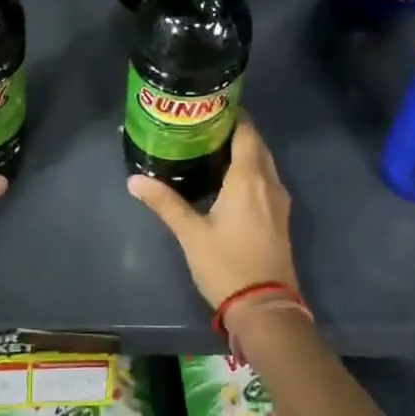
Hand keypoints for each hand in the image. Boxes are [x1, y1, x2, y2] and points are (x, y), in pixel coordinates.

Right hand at [127, 115, 296, 309]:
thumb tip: (134, 180)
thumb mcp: (191, 234)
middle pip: (256, 145)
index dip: (233, 115)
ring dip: (244, 152)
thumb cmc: (227, 264)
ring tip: (212, 148)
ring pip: (264, 164)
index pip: (246, 132)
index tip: (210, 106)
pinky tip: (228, 180)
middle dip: (235, 131)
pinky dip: (251, 171)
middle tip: (204, 126)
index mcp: (249, 178)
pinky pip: (266, 181)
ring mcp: (279, 202)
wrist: (266, 308)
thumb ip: (165, 203)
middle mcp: (269, 183)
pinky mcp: (280, 218)